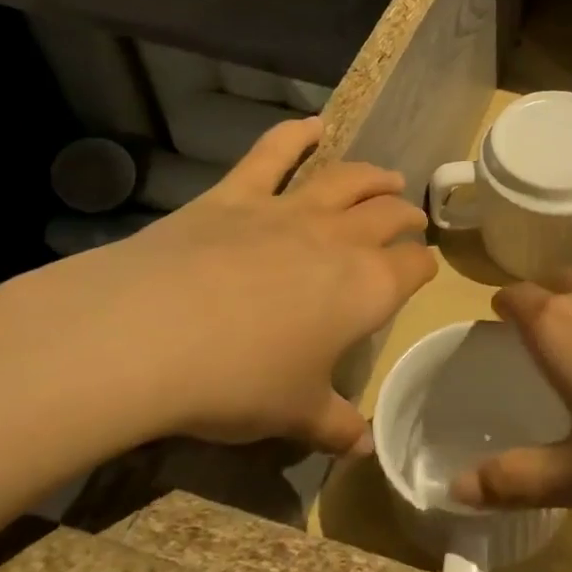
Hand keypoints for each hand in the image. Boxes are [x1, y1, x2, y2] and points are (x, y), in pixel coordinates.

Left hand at [0, 118, 434, 454]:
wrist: (150, 335)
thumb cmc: (239, 382)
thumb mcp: (294, 415)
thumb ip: (336, 427)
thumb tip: (365, 447)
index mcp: (367, 287)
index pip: (412, 267)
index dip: (422, 267)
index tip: (421, 271)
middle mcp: (340, 239)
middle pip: (388, 215)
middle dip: (405, 216)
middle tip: (410, 220)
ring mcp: (288, 210)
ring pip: (347, 179)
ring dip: (373, 176)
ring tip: (386, 176)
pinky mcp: (236, 195)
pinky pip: (272, 154)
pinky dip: (294, 135)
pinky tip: (311, 124)